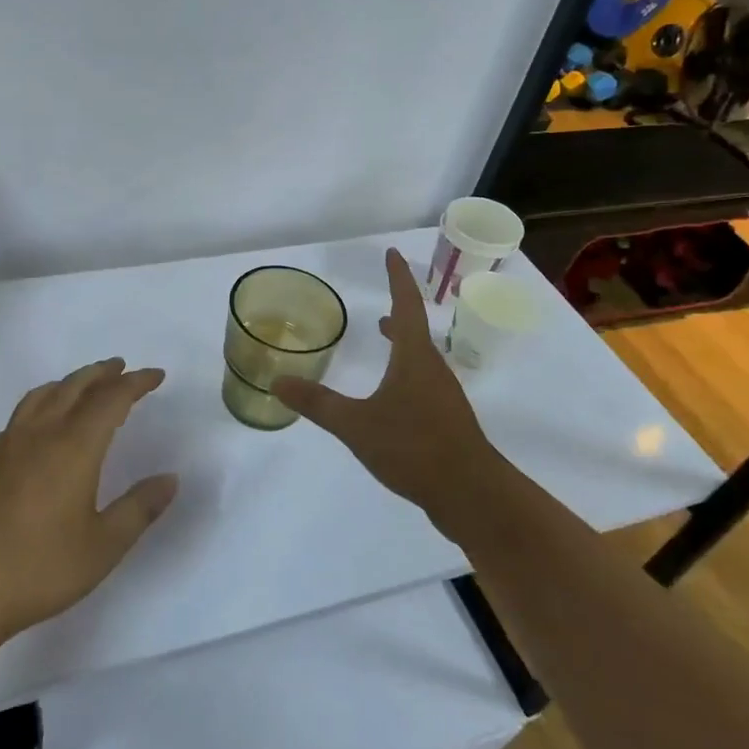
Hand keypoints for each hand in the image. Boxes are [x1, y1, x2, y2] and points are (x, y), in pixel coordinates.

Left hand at [0, 358, 177, 643]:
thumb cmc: (40, 567)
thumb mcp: (103, 546)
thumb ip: (139, 508)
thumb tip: (170, 478)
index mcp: (75, 446)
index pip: (111, 398)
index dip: (136, 383)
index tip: (156, 375)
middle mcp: (41, 433)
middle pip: (75, 386)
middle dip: (102, 373)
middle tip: (121, 368)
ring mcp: (7, 444)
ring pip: (42, 395)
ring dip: (69, 383)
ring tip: (82, 385)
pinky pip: (20, 415)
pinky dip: (41, 404)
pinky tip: (39, 425)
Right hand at [272, 247, 499, 518]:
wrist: (471, 494)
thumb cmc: (414, 448)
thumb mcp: (356, 424)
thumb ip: (317, 403)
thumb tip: (277, 382)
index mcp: (415, 358)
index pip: (406, 304)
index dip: (397, 278)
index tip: (391, 253)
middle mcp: (433, 369)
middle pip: (416, 331)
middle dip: (400, 313)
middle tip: (381, 308)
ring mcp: (444, 396)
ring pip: (421, 358)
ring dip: (404, 344)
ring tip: (385, 340)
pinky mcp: (447, 421)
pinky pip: (423, 382)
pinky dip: (406, 372)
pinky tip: (393, 396)